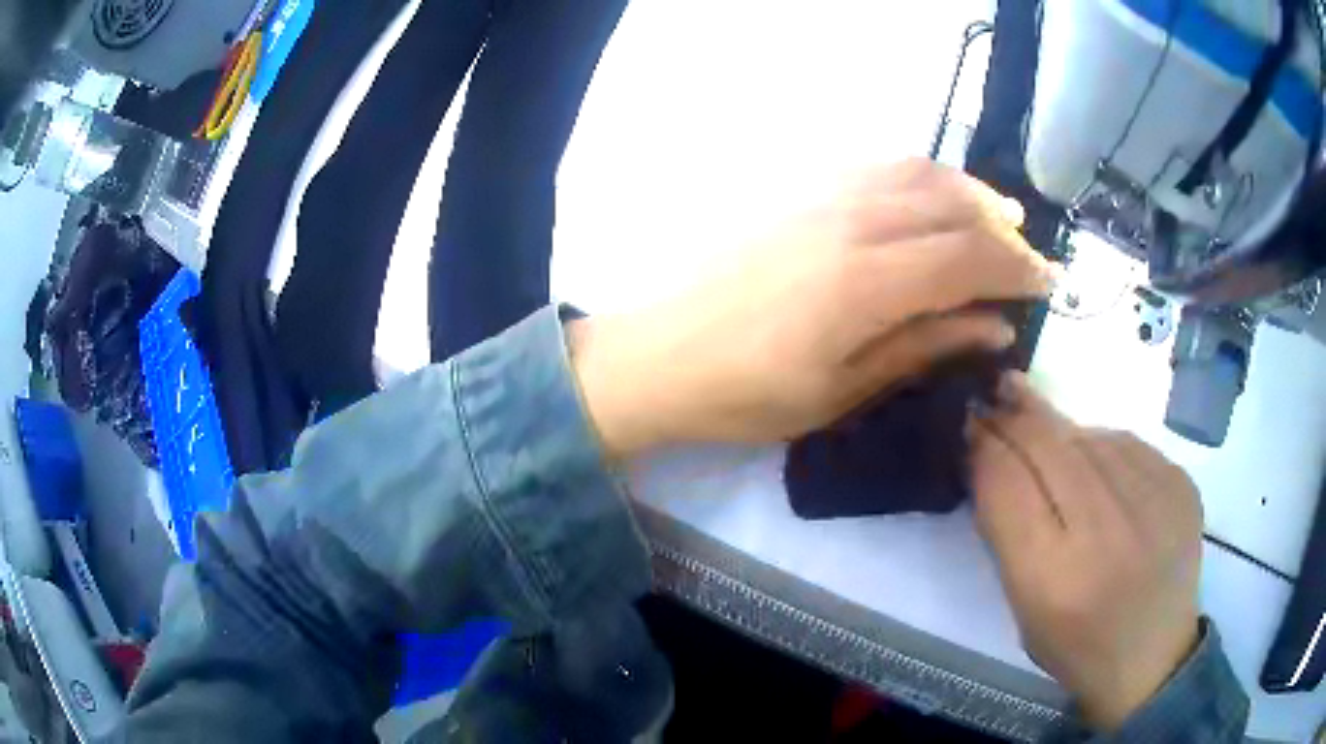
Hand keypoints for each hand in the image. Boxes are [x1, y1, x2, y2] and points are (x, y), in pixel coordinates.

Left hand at [569, 159, 1054, 454]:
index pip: (970, 257)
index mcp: (867, 283)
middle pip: (953, 206)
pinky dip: (921, 176)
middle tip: (1027, 260)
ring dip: (968, 192)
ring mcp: (819, 195)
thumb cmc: (747, 393)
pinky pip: (876, 166)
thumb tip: (996, 326)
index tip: (1047, 286)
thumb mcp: (844, 392)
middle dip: (1003, 232)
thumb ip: (926, 347)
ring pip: (917, 172)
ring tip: (995, 220)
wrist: (657, 354)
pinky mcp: (796, 188)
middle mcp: (851, 222)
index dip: (1019, 269)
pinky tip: (932, 198)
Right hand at [970, 376, 1203, 729]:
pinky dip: (1103, 447)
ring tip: (1050, 435)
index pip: (1007, 483)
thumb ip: (1006, 529)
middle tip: (999, 391)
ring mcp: (1152, 502)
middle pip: (1049, 446)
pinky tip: (1099, 466)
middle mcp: (1106, 533)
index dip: (985, 443)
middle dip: (1017, 414)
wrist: (1153, 656)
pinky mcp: (1181, 483)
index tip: (969, 418)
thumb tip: (989, 451)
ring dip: (1061, 431)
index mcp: (1053, 579)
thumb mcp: (1023, 605)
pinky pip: (1127, 443)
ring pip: (1090, 435)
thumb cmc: (1076, 644)